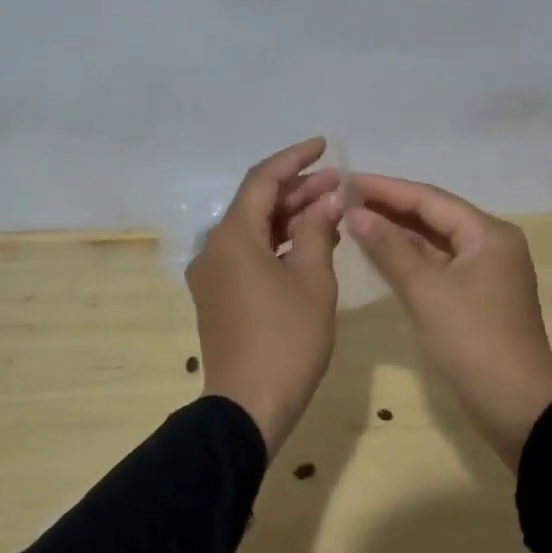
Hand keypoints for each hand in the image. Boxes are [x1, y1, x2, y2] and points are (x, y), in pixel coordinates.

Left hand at [187, 138, 342, 454]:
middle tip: (338, 182)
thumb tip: (328, 199)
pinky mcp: (218, 296)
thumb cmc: (286, 340)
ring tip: (332, 209)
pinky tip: (311, 244)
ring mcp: (213, 274)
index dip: (294, 158)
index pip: (263, 179)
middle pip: (257, 204)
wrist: (248, 407)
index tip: (324, 145)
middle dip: (298, 189)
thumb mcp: (313, 280)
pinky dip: (278, 244)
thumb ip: (319, 231)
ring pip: (254, 230)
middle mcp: (215, 248)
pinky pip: (249, 254)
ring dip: (290, 217)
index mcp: (233, 236)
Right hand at [347, 175, 551, 469]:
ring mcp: (485, 271)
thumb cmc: (471, 340)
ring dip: (398, 232)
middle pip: (434, 216)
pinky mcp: (477, 296)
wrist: (516, 407)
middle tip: (345, 198)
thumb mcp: (425, 290)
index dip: (386, 188)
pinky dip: (410, 258)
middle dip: (390, 207)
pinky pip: (439, 264)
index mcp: (488, 233)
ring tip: (355, 219)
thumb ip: (389, 248)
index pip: (429, 198)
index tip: (347, 180)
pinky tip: (380, 253)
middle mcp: (491, 243)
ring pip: (435, 241)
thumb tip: (355, 212)